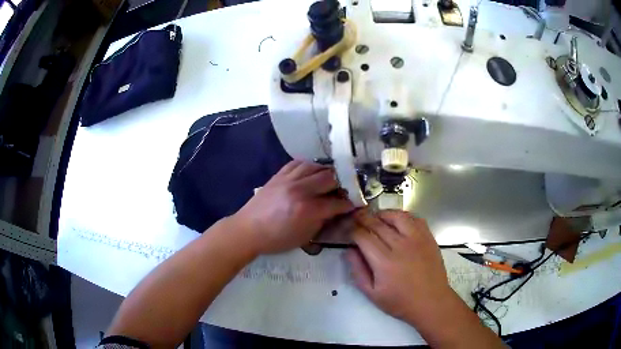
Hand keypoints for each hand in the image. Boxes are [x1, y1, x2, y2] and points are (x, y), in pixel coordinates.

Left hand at [231, 160, 353, 254]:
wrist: (248, 230)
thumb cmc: (276, 239)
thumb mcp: (304, 237)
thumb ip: (322, 221)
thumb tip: (335, 211)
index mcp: (307, 210)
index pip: (336, 202)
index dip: (349, 203)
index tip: (355, 202)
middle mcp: (300, 190)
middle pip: (329, 178)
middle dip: (341, 183)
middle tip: (345, 188)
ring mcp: (288, 180)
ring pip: (314, 166)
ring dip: (326, 171)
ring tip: (330, 178)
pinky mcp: (278, 175)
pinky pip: (297, 163)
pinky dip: (308, 166)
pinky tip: (312, 171)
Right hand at [346, 209, 450, 322]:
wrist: (431, 302)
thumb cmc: (400, 301)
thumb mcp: (372, 293)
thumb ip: (358, 271)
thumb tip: (349, 250)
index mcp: (384, 261)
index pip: (363, 236)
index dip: (352, 230)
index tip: (347, 229)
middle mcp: (400, 245)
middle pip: (377, 223)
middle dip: (363, 218)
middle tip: (356, 217)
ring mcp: (417, 239)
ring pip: (396, 216)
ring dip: (382, 214)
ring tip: (376, 217)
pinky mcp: (428, 237)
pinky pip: (415, 219)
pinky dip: (403, 216)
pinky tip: (397, 222)